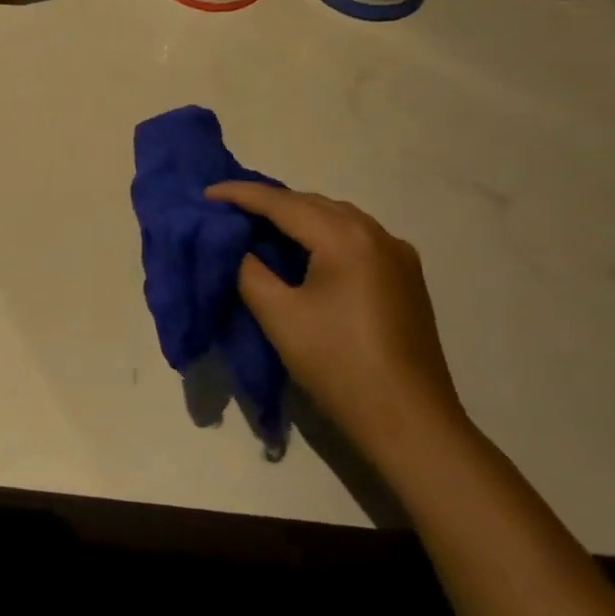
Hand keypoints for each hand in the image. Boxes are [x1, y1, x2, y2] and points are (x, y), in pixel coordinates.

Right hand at [204, 184, 470, 472]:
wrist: (410, 422)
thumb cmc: (337, 364)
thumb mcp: (278, 315)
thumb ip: (249, 270)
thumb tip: (236, 246)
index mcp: (345, 239)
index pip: (282, 203)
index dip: (240, 195)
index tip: (205, 193)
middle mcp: (376, 234)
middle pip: (312, 203)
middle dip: (268, 202)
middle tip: (227, 209)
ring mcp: (398, 255)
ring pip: (336, 218)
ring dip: (296, 216)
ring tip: (259, 225)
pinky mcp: (405, 277)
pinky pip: (355, 237)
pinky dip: (322, 233)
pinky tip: (303, 249)